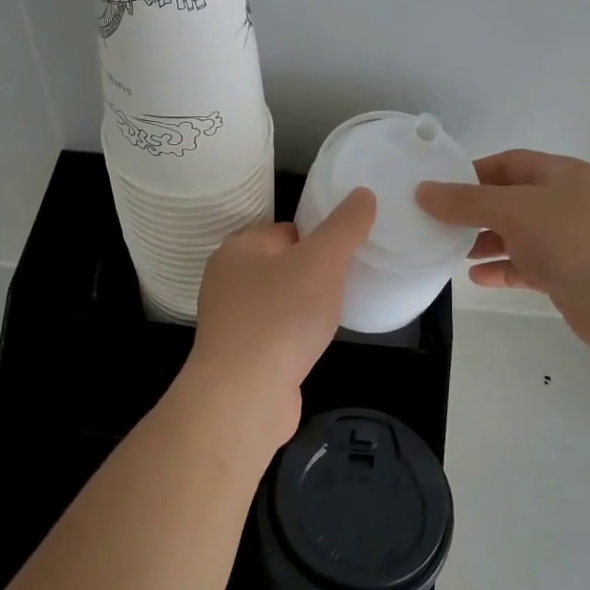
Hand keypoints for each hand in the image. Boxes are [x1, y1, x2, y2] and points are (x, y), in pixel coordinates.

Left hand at [187, 189, 376, 444]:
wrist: (246, 396)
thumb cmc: (282, 316)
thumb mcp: (322, 261)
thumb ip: (344, 227)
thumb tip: (363, 194)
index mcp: (237, 249)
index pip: (285, 230)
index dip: (318, 238)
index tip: (347, 253)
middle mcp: (226, 281)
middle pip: (282, 265)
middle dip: (313, 274)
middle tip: (346, 283)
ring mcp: (230, 322)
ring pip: (278, 301)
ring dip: (305, 307)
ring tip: (334, 315)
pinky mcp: (240, 357)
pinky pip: (275, 334)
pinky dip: (295, 337)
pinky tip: (313, 345)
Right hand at [416, 150, 589, 357]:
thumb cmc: (576, 240)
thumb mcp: (516, 211)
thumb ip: (467, 202)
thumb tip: (423, 191)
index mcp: (560, 175)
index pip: (508, 163)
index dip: (472, 172)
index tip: (437, 188)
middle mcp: (564, 203)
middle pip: (509, 199)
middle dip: (474, 210)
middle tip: (436, 223)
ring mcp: (567, 241)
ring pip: (516, 235)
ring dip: (484, 241)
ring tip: (449, 250)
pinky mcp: (566, 275)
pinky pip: (525, 266)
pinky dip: (501, 269)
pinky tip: (476, 277)